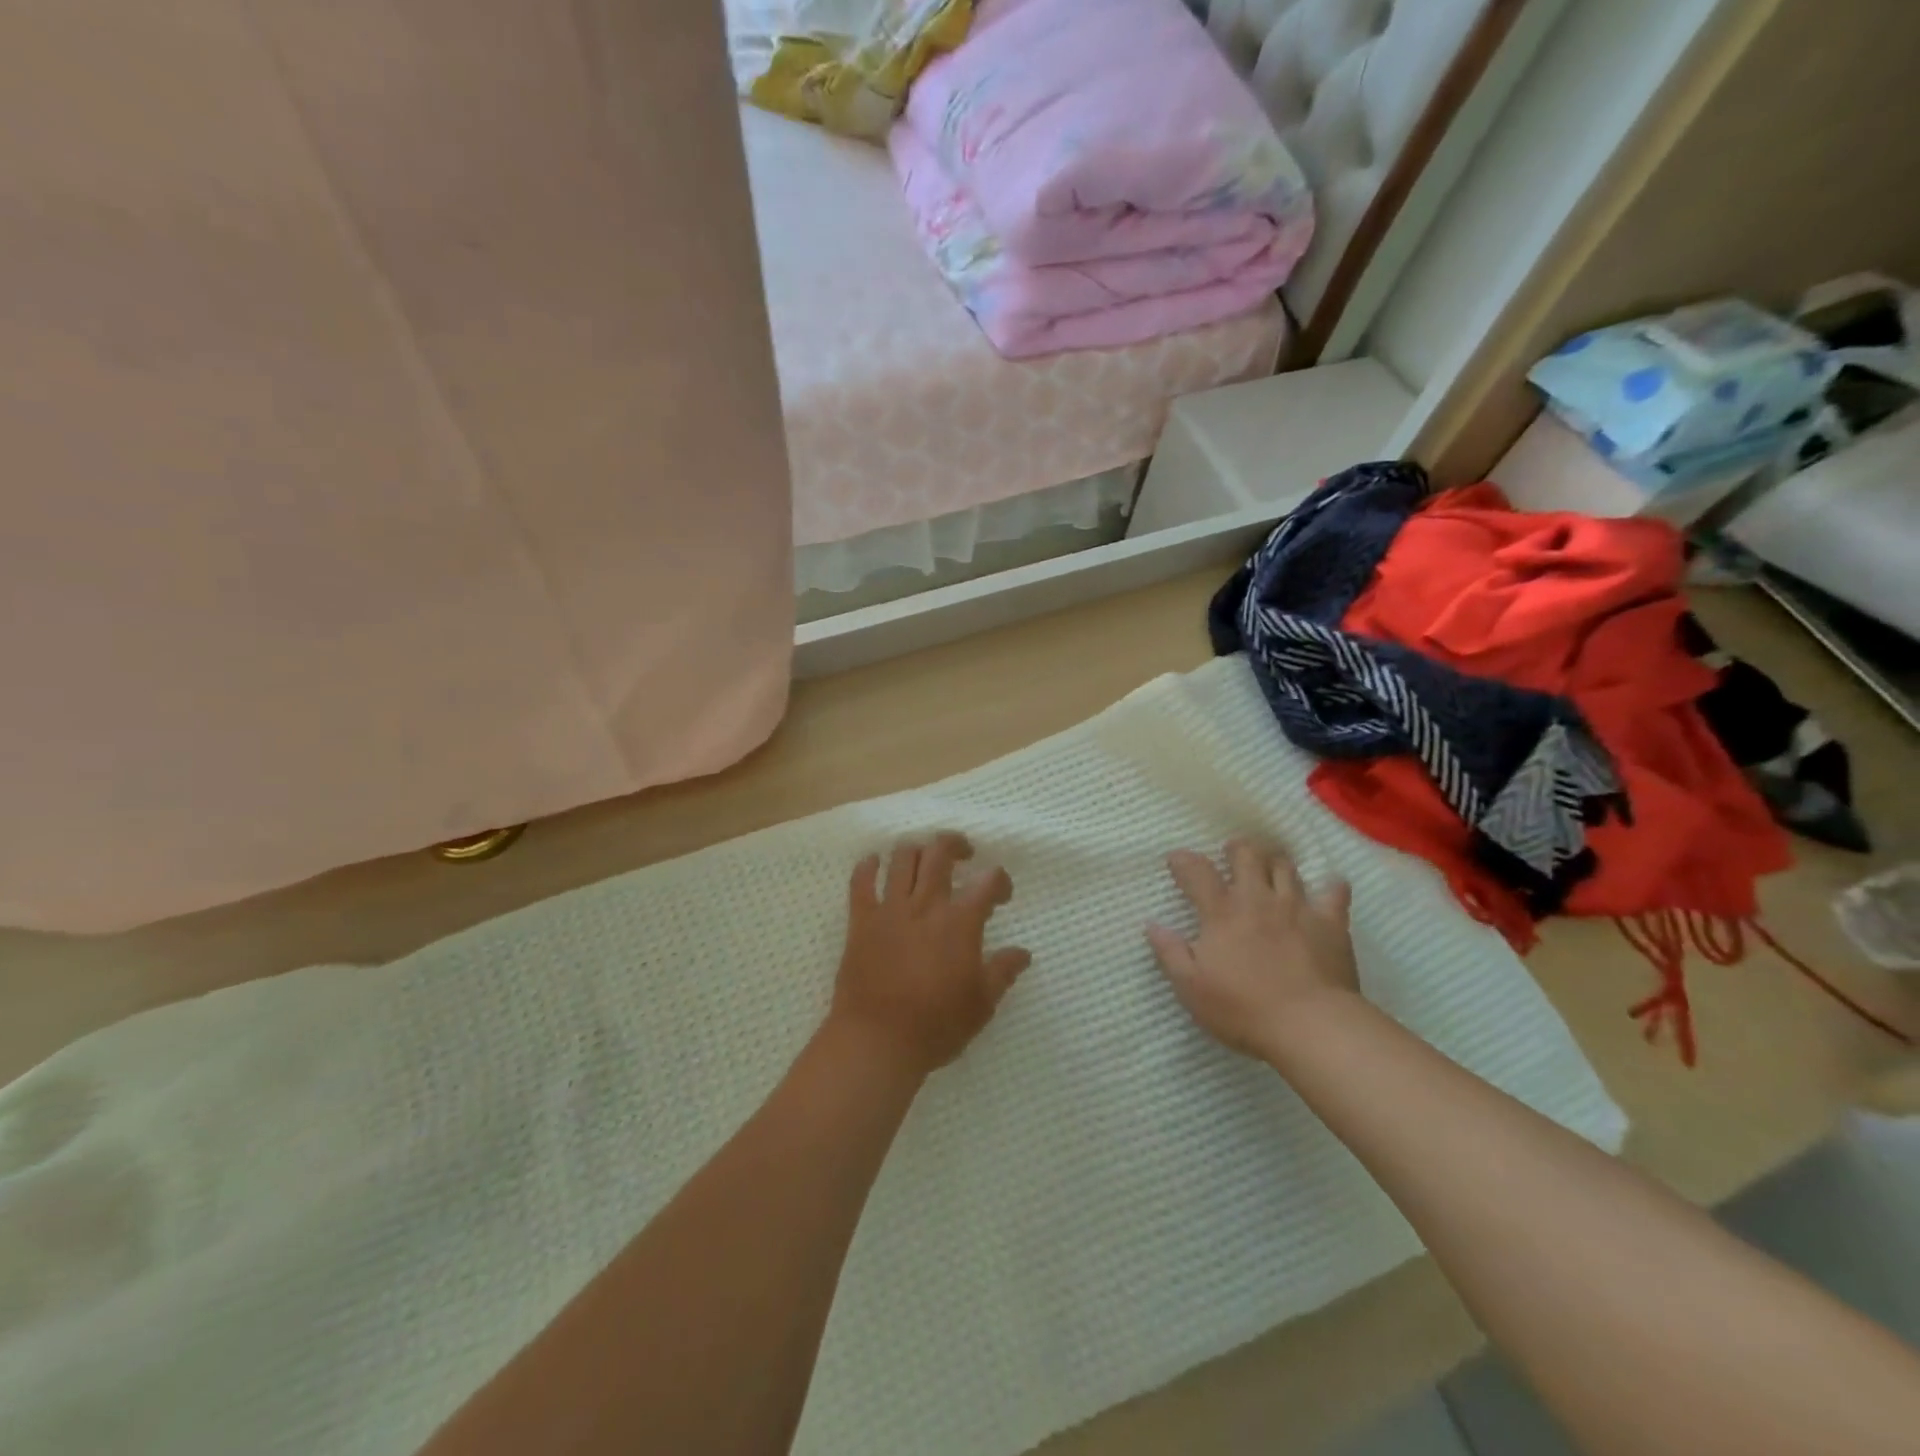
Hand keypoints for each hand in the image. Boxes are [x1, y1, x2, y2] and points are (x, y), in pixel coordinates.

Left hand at [830, 833, 1030, 1076]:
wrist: (877, 1040)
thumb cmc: (936, 1025)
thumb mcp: (981, 1004)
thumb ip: (1002, 972)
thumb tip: (1023, 953)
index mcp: (960, 922)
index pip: (988, 881)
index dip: (1000, 881)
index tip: (1002, 895)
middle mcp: (926, 905)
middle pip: (940, 852)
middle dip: (955, 844)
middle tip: (963, 855)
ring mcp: (890, 909)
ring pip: (902, 858)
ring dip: (916, 850)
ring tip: (924, 859)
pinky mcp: (861, 920)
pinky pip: (860, 882)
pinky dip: (867, 866)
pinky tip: (873, 863)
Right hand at [1146, 838, 1357, 1061]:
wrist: (1312, 1026)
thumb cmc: (1243, 1008)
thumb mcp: (1191, 987)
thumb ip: (1170, 952)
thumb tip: (1152, 924)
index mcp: (1222, 912)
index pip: (1197, 872)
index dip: (1184, 861)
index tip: (1176, 860)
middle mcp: (1258, 899)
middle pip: (1247, 855)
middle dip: (1237, 848)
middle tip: (1231, 853)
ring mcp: (1297, 907)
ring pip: (1285, 867)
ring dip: (1275, 862)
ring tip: (1270, 867)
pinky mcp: (1331, 923)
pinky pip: (1334, 892)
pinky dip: (1330, 886)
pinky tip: (1329, 886)